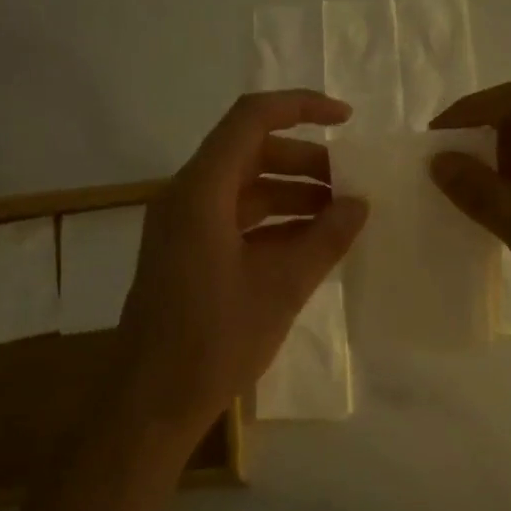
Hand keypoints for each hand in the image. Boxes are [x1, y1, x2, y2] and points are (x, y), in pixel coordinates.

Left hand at [116, 91, 367, 448]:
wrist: (151, 403)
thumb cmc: (213, 341)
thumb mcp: (281, 287)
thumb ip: (325, 239)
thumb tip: (360, 204)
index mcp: (201, 192)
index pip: (251, 120)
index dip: (301, 107)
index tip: (348, 120)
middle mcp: (187, 197)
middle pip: (250, 153)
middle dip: (305, 161)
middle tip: (351, 184)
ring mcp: (184, 226)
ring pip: (245, 188)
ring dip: (292, 194)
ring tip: (341, 216)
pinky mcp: (187, 253)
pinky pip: (236, 220)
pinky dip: (274, 223)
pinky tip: (311, 244)